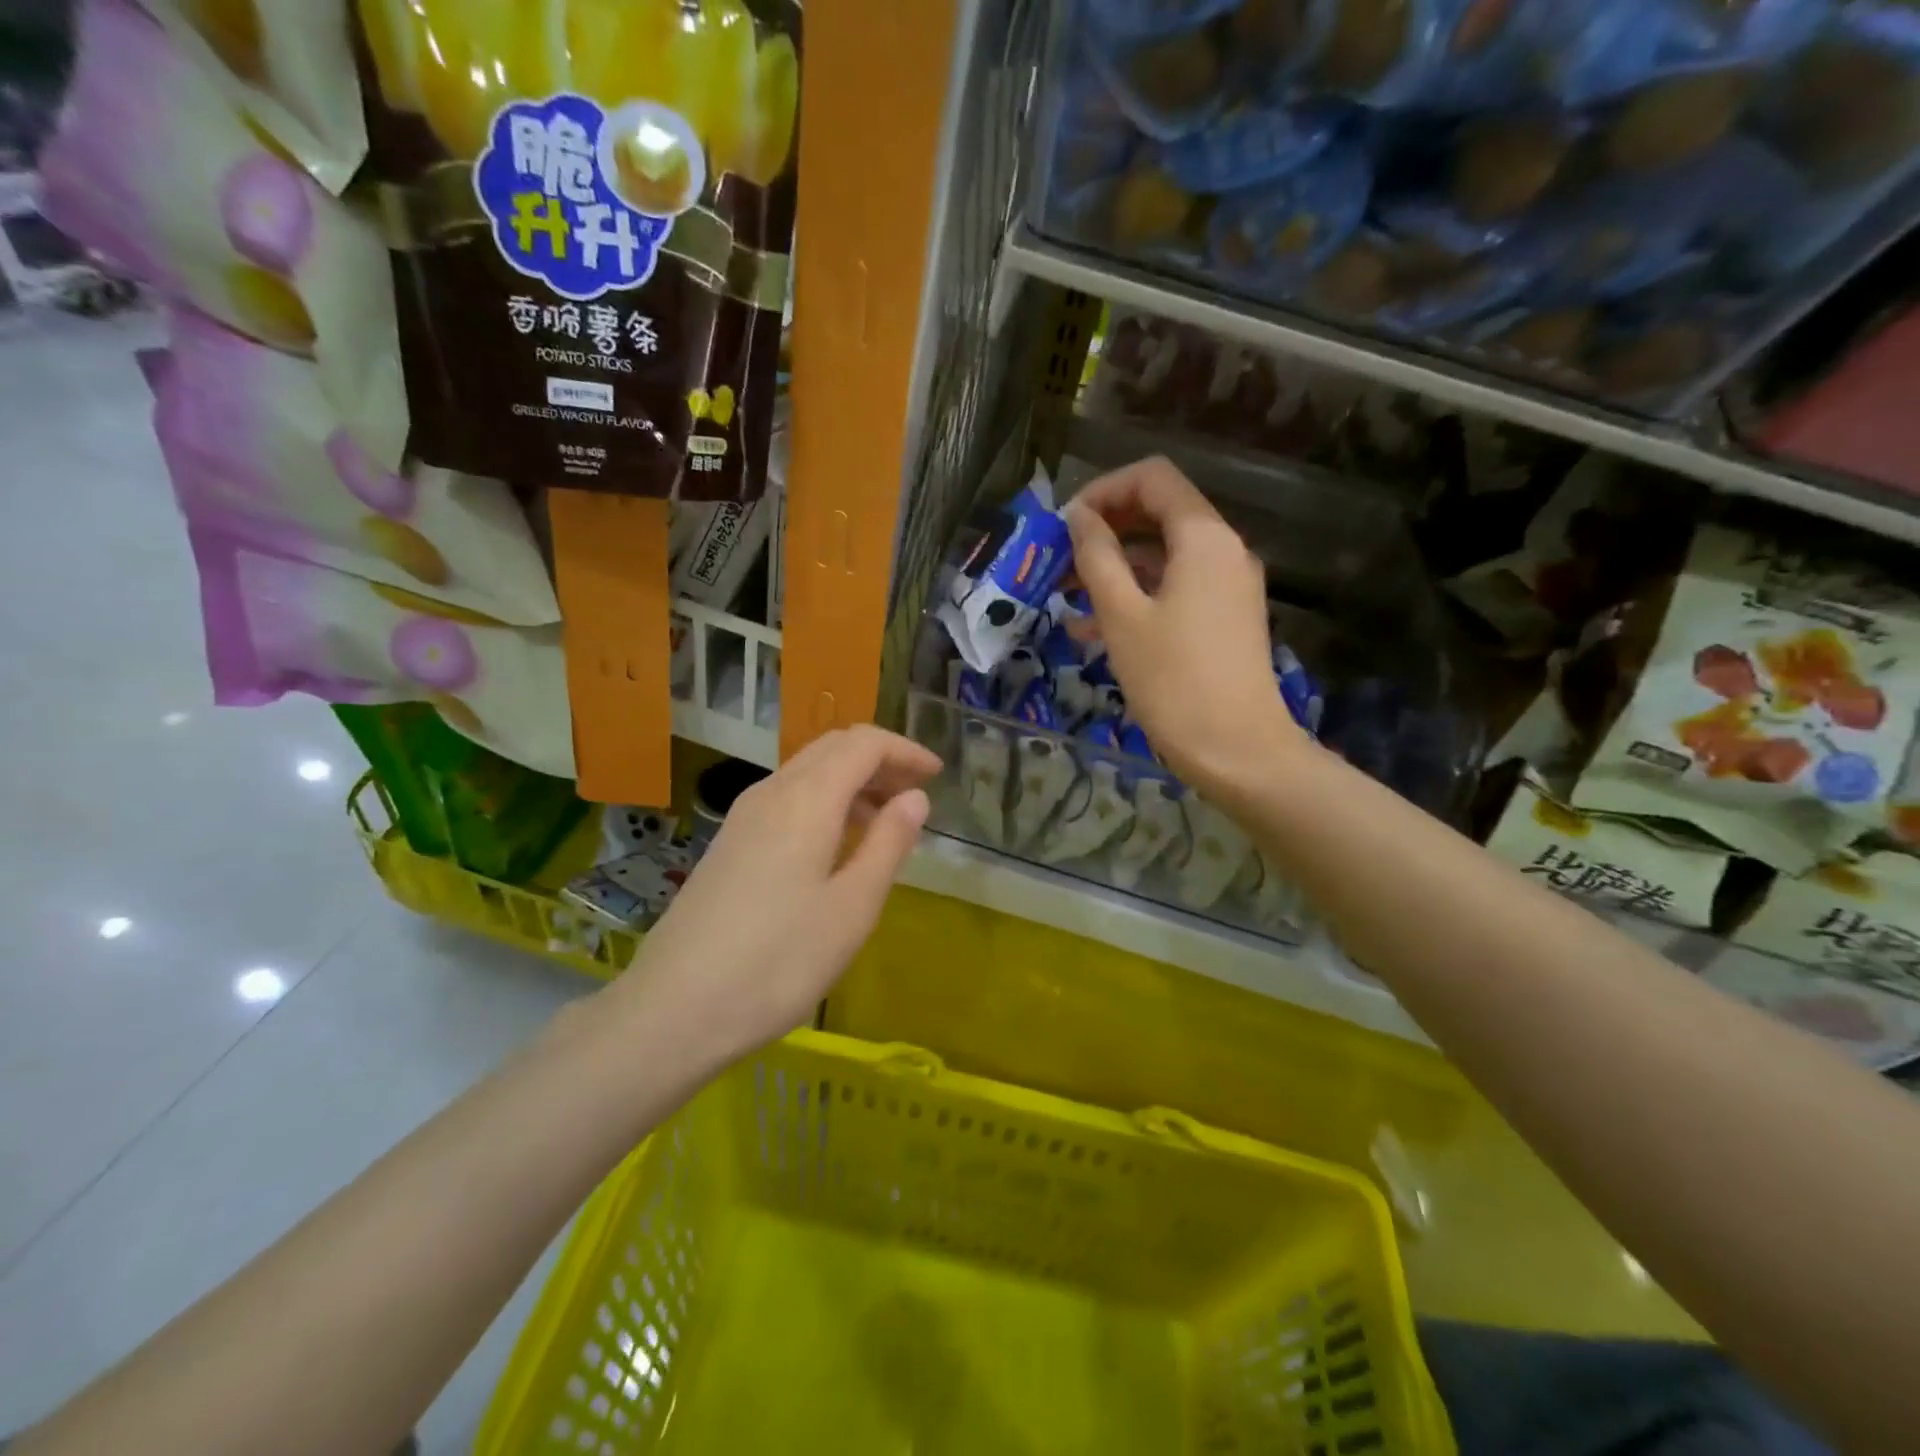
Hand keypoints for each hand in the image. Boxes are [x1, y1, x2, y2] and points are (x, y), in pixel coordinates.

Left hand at [613, 727, 938, 1062]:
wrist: (674, 1010)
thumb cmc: (778, 962)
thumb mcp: (852, 907)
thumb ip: (888, 844)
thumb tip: (915, 798)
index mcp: (806, 800)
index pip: (863, 744)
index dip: (904, 751)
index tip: (937, 775)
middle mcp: (771, 793)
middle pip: (832, 748)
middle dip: (879, 760)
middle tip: (915, 794)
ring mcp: (743, 817)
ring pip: (807, 772)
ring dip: (851, 781)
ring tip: (884, 821)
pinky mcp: (729, 843)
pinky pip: (786, 799)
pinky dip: (824, 802)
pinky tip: (836, 845)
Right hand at [1065, 456, 1304, 791]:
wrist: (1237, 749)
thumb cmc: (1173, 679)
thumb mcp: (1121, 615)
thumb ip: (1097, 556)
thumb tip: (1079, 516)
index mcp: (1203, 537)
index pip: (1153, 478)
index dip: (1104, 489)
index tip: (1065, 525)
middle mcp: (1224, 550)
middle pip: (1159, 514)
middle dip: (1105, 531)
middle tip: (1059, 560)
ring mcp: (1228, 586)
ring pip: (1164, 556)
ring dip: (1115, 568)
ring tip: (1066, 597)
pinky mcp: (1225, 619)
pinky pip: (1175, 590)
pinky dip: (1137, 596)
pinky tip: (1093, 629)